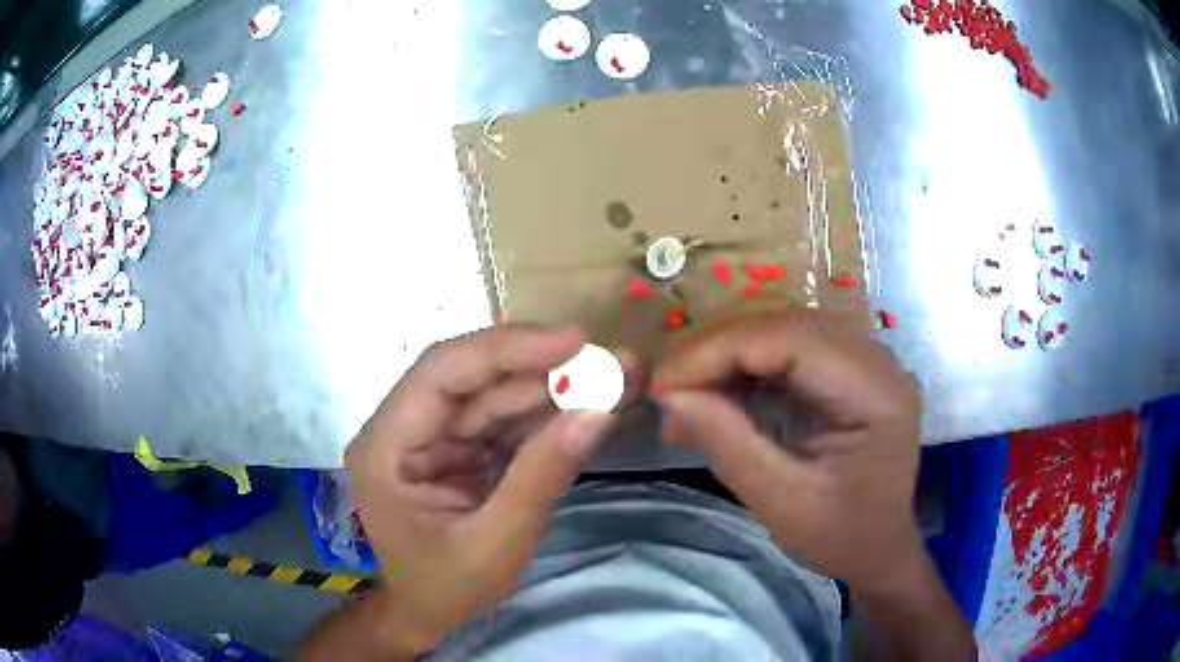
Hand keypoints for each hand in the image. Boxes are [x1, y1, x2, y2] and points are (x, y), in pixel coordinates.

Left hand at [345, 326, 616, 652]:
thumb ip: (541, 476)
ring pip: (495, 395)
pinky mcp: (460, 449)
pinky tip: (589, 406)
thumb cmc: (446, 589)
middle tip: (608, 361)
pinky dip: (548, 415)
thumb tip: (597, 411)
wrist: (427, 616)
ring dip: (553, 387)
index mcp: (386, 447)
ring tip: (614, 378)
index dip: (506, 349)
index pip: (441, 373)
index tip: (573, 342)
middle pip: (471, 377)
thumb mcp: (495, 544)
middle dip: (541, 366)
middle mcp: (403, 428)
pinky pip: (505, 421)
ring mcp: (433, 437)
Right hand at [652, 311, 924, 593]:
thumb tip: (668, 394)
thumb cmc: (838, 537)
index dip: (719, 351)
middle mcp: (878, 362)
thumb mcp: (778, 500)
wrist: (877, 550)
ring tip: (686, 394)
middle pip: (786, 325)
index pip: (791, 340)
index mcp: (875, 394)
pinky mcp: (851, 369)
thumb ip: (725, 442)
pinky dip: (747, 367)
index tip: (663, 383)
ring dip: (728, 356)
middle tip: (668, 389)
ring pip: (784, 330)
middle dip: (717, 350)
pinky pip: (790, 350)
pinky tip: (718, 393)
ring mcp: (867, 361)